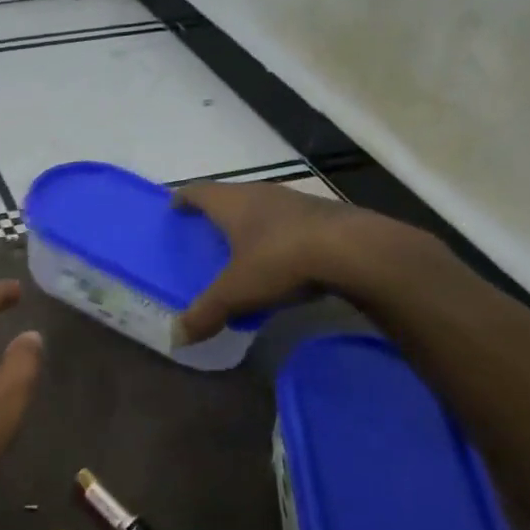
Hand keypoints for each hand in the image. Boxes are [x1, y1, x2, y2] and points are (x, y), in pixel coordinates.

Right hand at [175, 182, 438, 341]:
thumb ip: (206, 313)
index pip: (199, 191)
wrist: (355, 250)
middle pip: (232, 196)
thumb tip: (176, 338)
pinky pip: (291, 223)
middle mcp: (262, 193)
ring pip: (264, 207)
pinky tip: (284, 259)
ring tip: (244, 246)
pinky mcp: (326, 216)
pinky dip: (280, 237)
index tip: (174, 207)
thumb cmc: (280, 260)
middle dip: (218, 212)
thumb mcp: (236, 292)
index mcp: (233, 203)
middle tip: (206, 231)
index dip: (184, 198)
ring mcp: (297, 201)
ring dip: (252, 223)